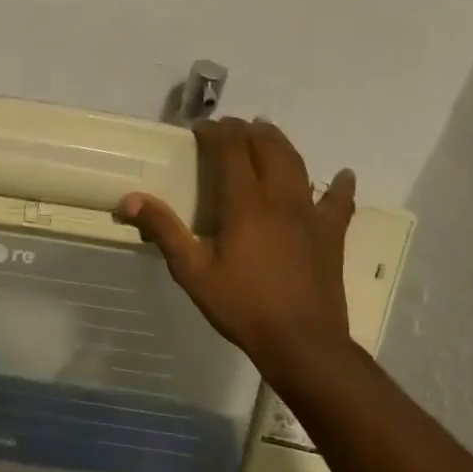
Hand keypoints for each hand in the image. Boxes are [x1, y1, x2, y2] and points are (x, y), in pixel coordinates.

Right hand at [119, 118, 354, 374]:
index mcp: (246, 203)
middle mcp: (281, 198)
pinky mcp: (331, 234)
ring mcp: (311, 214)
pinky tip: (343, 176)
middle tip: (229, 130)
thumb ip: (163, 230)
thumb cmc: (242, 306)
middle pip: (268, 147)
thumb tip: (129, 200)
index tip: (199, 129)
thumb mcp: (192, 271)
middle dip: (247, 131)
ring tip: (266, 135)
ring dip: (280, 144)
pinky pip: (339, 202)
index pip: (231, 149)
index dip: (216, 132)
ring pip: (298, 164)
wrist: (301, 342)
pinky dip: (339, 185)